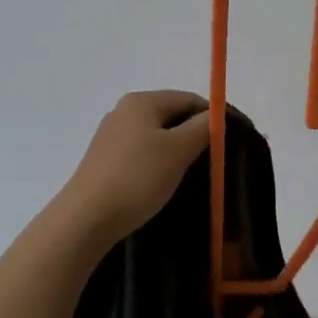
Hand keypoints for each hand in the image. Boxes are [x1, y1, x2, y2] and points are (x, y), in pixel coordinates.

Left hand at [62, 90, 210, 245]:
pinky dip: (158, 161)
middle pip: (171, 115)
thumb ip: (203, 128)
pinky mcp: (105, 159)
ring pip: (156, 135)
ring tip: (192, 174)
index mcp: (142, 101)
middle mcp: (124, 111)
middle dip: (195, 133)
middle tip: (215, 160)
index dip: (213, 116)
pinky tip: (164, 182)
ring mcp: (111, 135)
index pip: (189, 99)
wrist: (86, 218)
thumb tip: (216, 115)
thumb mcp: (178, 150)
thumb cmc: (137, 178)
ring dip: (177, 150)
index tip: (231, 141)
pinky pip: (141, 152)